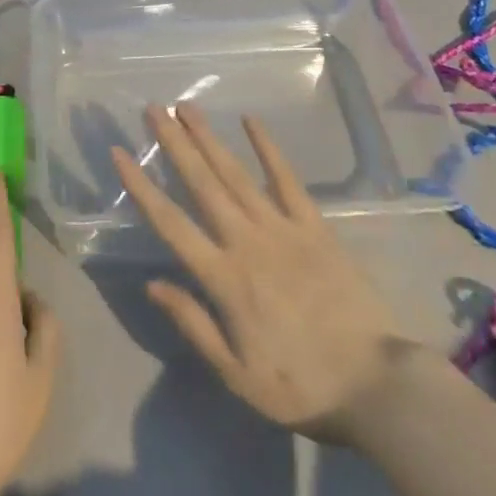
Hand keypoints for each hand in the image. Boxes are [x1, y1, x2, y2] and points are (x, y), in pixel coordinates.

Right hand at [112, 103, 410, 449]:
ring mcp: (281, 228)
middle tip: (153, 108)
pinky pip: (287, 179)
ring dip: (208, 138)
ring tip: (186, 108)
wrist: (376, 387)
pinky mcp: (313, 226)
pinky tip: (250, 121)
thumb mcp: (237, 375)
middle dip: (174, 144)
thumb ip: (193, 324)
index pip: (171, 223)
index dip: (141, 186)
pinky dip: (267, 148)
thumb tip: (151, 284)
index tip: (119, 153)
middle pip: (202, 184)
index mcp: (224, 278)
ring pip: (235, 174)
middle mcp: (246, 241)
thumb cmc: (300, 387)